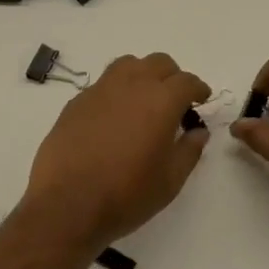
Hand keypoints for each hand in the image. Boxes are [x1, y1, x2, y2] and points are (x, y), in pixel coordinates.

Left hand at [23, 52, 211, 252]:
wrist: (66, 205)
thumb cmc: (126, 194)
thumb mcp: (170, 181)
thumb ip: (189, 150)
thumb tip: (198, 131)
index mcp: (161, 101)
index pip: (187, 81)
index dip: (198, 88)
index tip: (202, 99)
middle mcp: (132, 85)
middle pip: (159, 63)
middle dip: (172, 77)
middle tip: (175, 100)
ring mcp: (101, 90)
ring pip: (129, 65)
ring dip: (143, 75)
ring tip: (144, 99)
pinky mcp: (77, 102)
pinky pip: (104, 84)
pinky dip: (117, 91)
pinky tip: (114, 117)